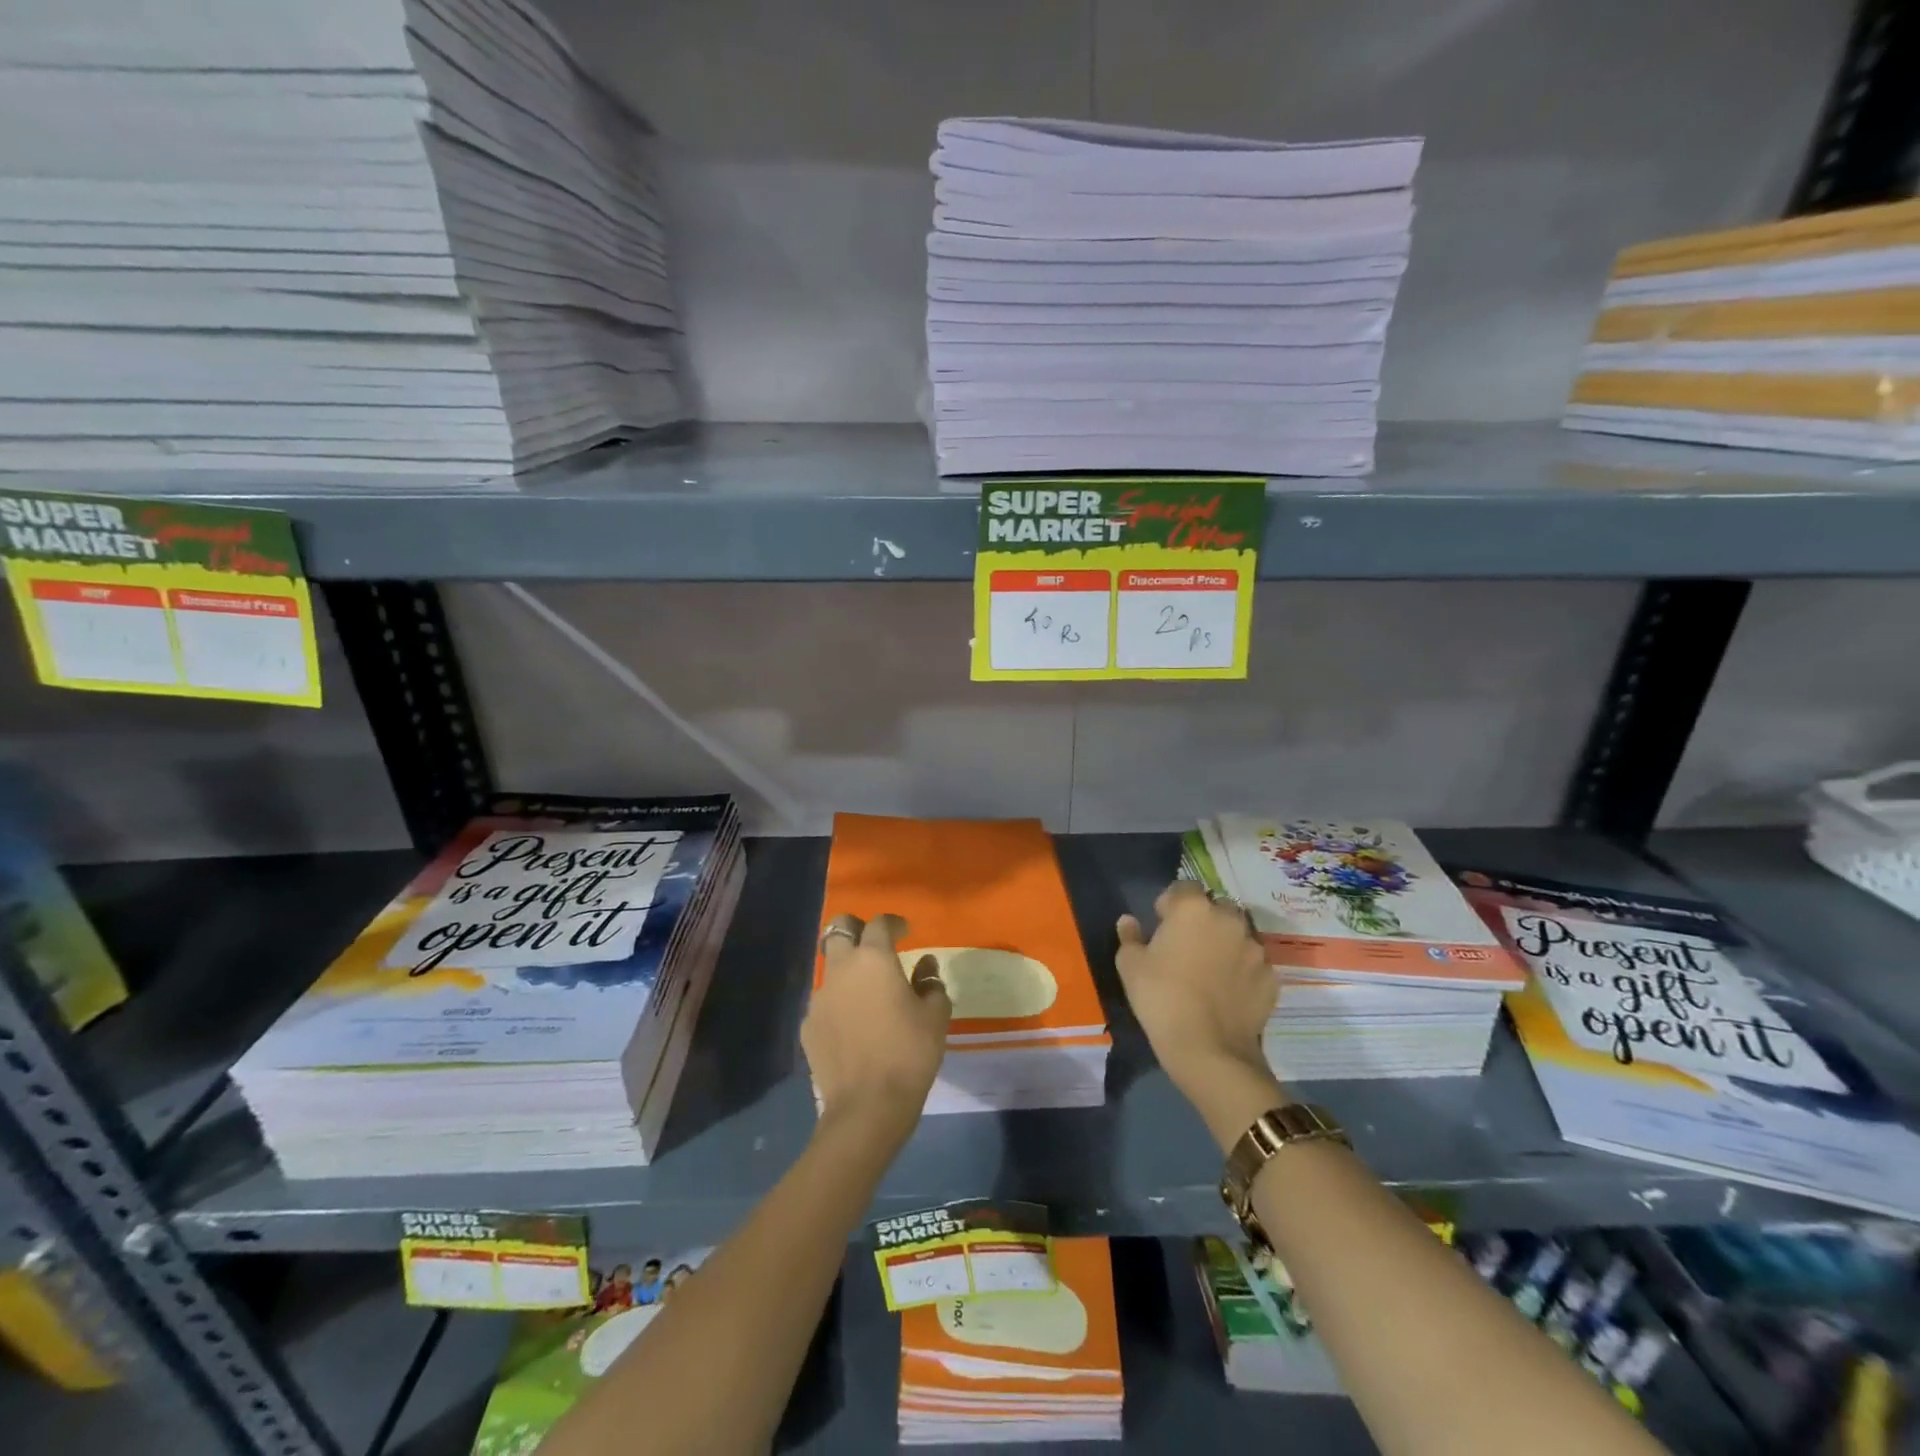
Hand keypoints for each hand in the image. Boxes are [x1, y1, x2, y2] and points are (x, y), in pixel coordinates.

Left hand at [803, 912, 951, 1147]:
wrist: (867, 1106)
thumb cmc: (909, 1053)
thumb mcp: (935, 1015)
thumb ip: (931, 983)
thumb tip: (925, 966)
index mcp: (873, 959)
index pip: (879, 923)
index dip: (894, 923)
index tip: (905, 931)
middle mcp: (841, 969)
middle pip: (838, 928)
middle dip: (856, 929)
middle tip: (875, 946)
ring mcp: (819, 998)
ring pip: (830, 967)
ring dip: (847, 969)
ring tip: (867, 992)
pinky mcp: (807, 1026)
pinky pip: (824, 1002)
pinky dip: (838, 1003)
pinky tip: (852, 1025)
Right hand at [1115, 881, 1277, 1103]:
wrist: (1209, 1049)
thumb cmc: (1161, 998)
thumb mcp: (1130, 966)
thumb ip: (1130, 937)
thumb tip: (1129, 921)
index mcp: (1193, 909)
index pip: (1184, 887)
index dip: (1171, 903)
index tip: (1161, 923)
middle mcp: (1229, 920)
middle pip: (1217, 908)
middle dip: (1204, 919)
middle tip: (1188, 945)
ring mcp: (1255, 949)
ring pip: (1239, 935)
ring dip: (1226, 944)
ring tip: (1211, 970)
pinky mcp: (1271, 978)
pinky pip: (1254, 965)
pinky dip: (1243, 971)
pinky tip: (1229, 992)